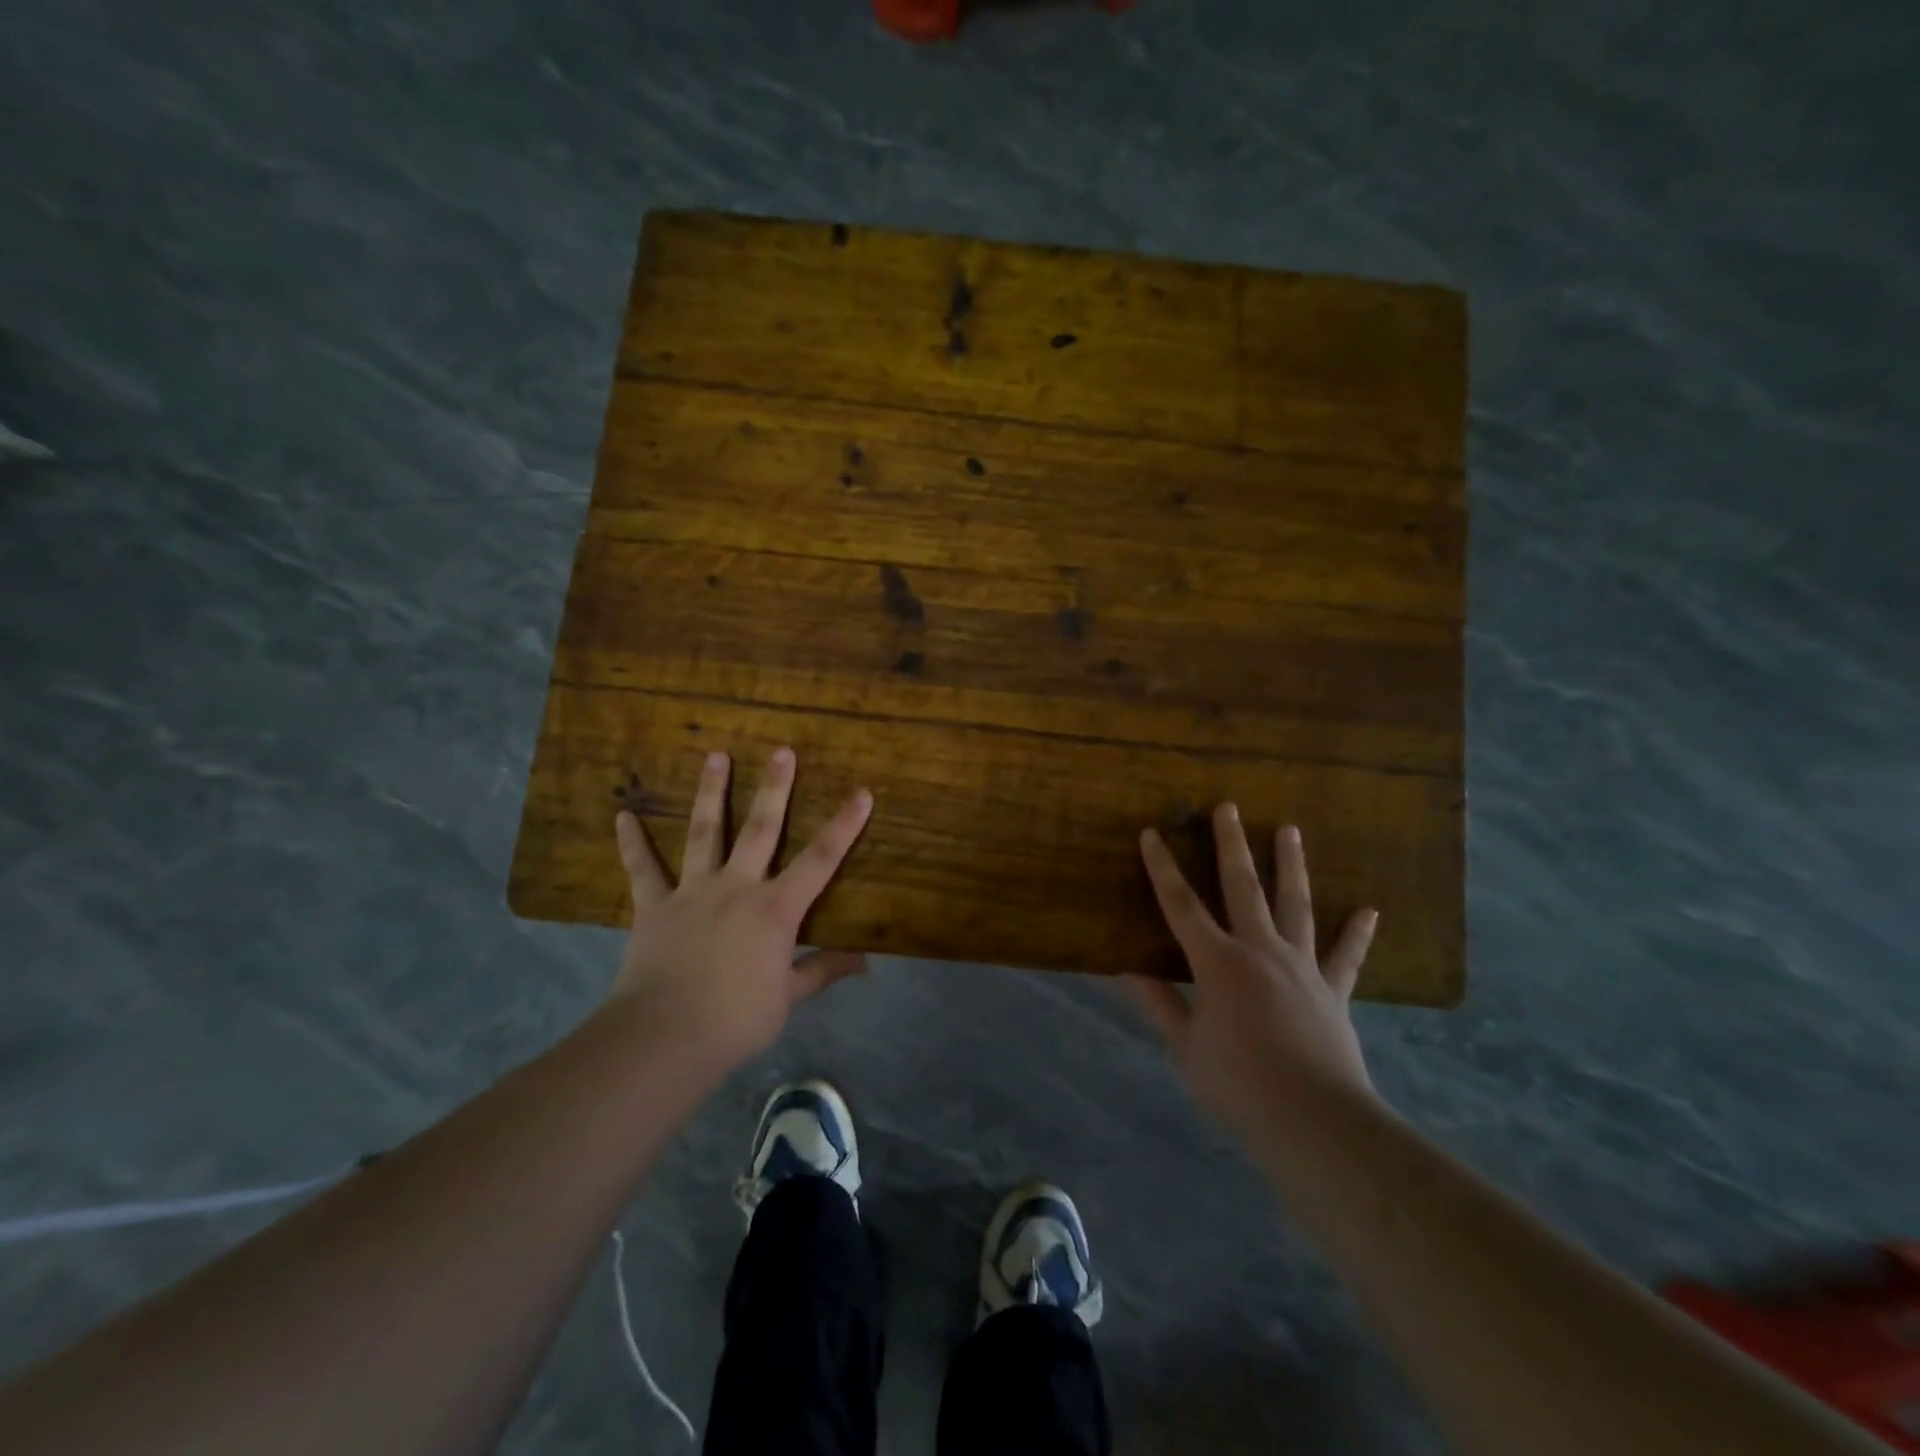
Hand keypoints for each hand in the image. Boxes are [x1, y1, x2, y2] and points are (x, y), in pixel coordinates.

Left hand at [609, 747, 873, 1070]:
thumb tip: (865, 963)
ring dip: (711, 792)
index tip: (862, 793)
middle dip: (775, 788)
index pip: (820, 859)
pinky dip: (632, 843)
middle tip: (782, 751)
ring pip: (705, 832)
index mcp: (776, 909)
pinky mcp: (655, 906)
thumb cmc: (736, 1020)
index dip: (844, 825)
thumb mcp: (789, 998)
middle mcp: (738, 887)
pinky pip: (643, 869)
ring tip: (715, 756)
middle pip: (761, 828)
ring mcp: (694, 891)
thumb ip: (823, 971)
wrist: (665, 1037)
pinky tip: (622, 816)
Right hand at [1128, 804, 1379, 1131]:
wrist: (1314, 1120)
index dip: (1163, 868)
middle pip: (1243, 887)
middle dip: (1232, 844)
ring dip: (1291, 866)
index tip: (1152, 834)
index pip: (1181, 905)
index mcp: (1218, 962)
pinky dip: (1357, 933)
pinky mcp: (1333, 990)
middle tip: (1229, 807)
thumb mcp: (1185, 1047)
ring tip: (1291, 830)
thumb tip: (1124, 970)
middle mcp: (1260, 950)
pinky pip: (1345, 956)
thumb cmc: (1238, 1083)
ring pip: (1295, 905)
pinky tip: (1368, 911)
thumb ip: (1159, 1004)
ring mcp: (1301, 966)